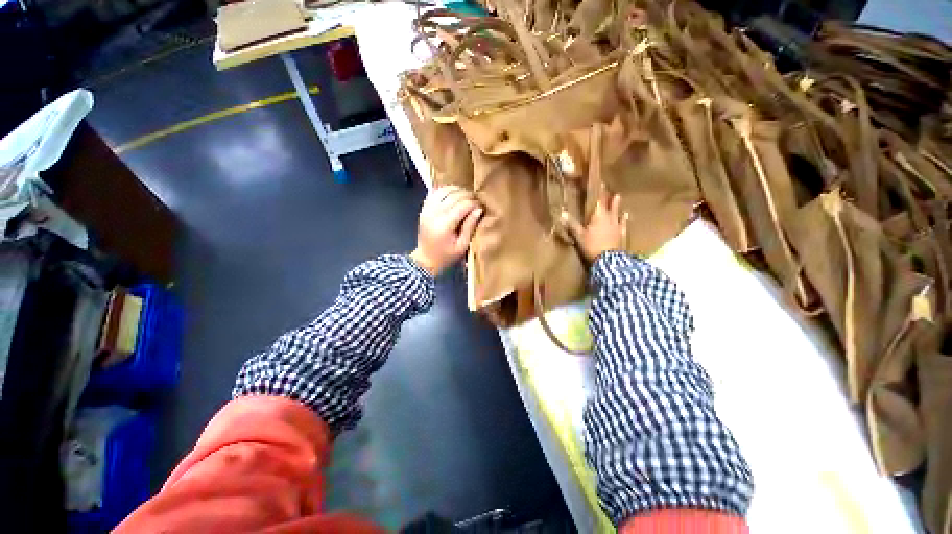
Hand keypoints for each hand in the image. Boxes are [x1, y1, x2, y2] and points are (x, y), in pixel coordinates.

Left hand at [410, 186, 483, 275]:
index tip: (482, 206)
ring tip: (467, 197)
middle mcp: (434, 214)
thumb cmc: (446, 256)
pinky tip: (454, 194)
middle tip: (476, 201)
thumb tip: (479, 209)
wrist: (426, 259)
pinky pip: (435, 193)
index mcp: (445, 225)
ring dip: (457, 190)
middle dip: (468, 196)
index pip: (463, 205)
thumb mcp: (462, 246)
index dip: (474, 203)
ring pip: (444, 190)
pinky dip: (446, 190)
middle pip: (454, 196)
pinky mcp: (424, 208)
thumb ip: (470, 226)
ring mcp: (427, 210)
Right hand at [561, 188, 627, 262]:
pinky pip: (623, 224)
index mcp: (598, 217)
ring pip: (617, 213)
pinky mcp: (621, 234)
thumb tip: (562, 213)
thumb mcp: (579, 236)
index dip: (599, 192)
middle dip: (608, 197)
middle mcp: (609, 218)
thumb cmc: (591, 246)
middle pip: (609, 205)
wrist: (608, 260)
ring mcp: (616, 226)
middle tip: (609, 188)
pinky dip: (624, 219)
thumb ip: (572, 224)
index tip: (601, 183)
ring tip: (618, 197)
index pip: (598, 201)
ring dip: (617, 206)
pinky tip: (626, 216)